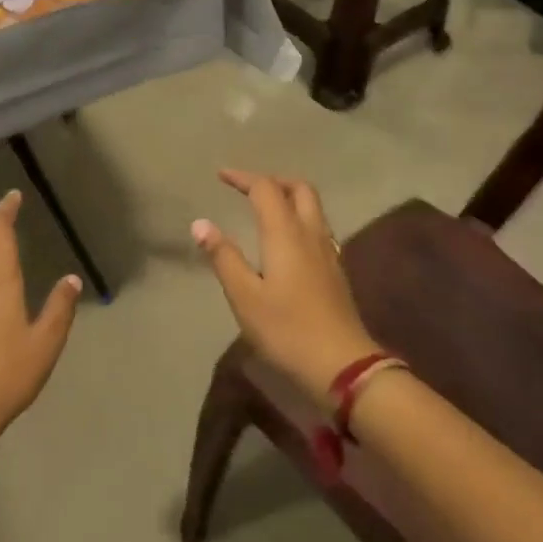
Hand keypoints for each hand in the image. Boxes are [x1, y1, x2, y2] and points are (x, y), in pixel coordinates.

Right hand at [192, 170, 379, 399]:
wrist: (342, 365)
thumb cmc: (286, 329)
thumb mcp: (244, 296)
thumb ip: (223, 257)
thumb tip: (200, 223)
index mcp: (285, 233)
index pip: (266, 189)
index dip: (244, 178)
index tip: (221, 176)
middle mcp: (311, 234)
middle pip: (300, 189)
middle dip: (274, 181)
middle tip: (249, 188)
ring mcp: (329, 252)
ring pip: (313, 208)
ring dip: (290, 198)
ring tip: (266, 209)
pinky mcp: (336, 271)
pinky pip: (318, 228)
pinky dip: (299, 219)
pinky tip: (287, 242)